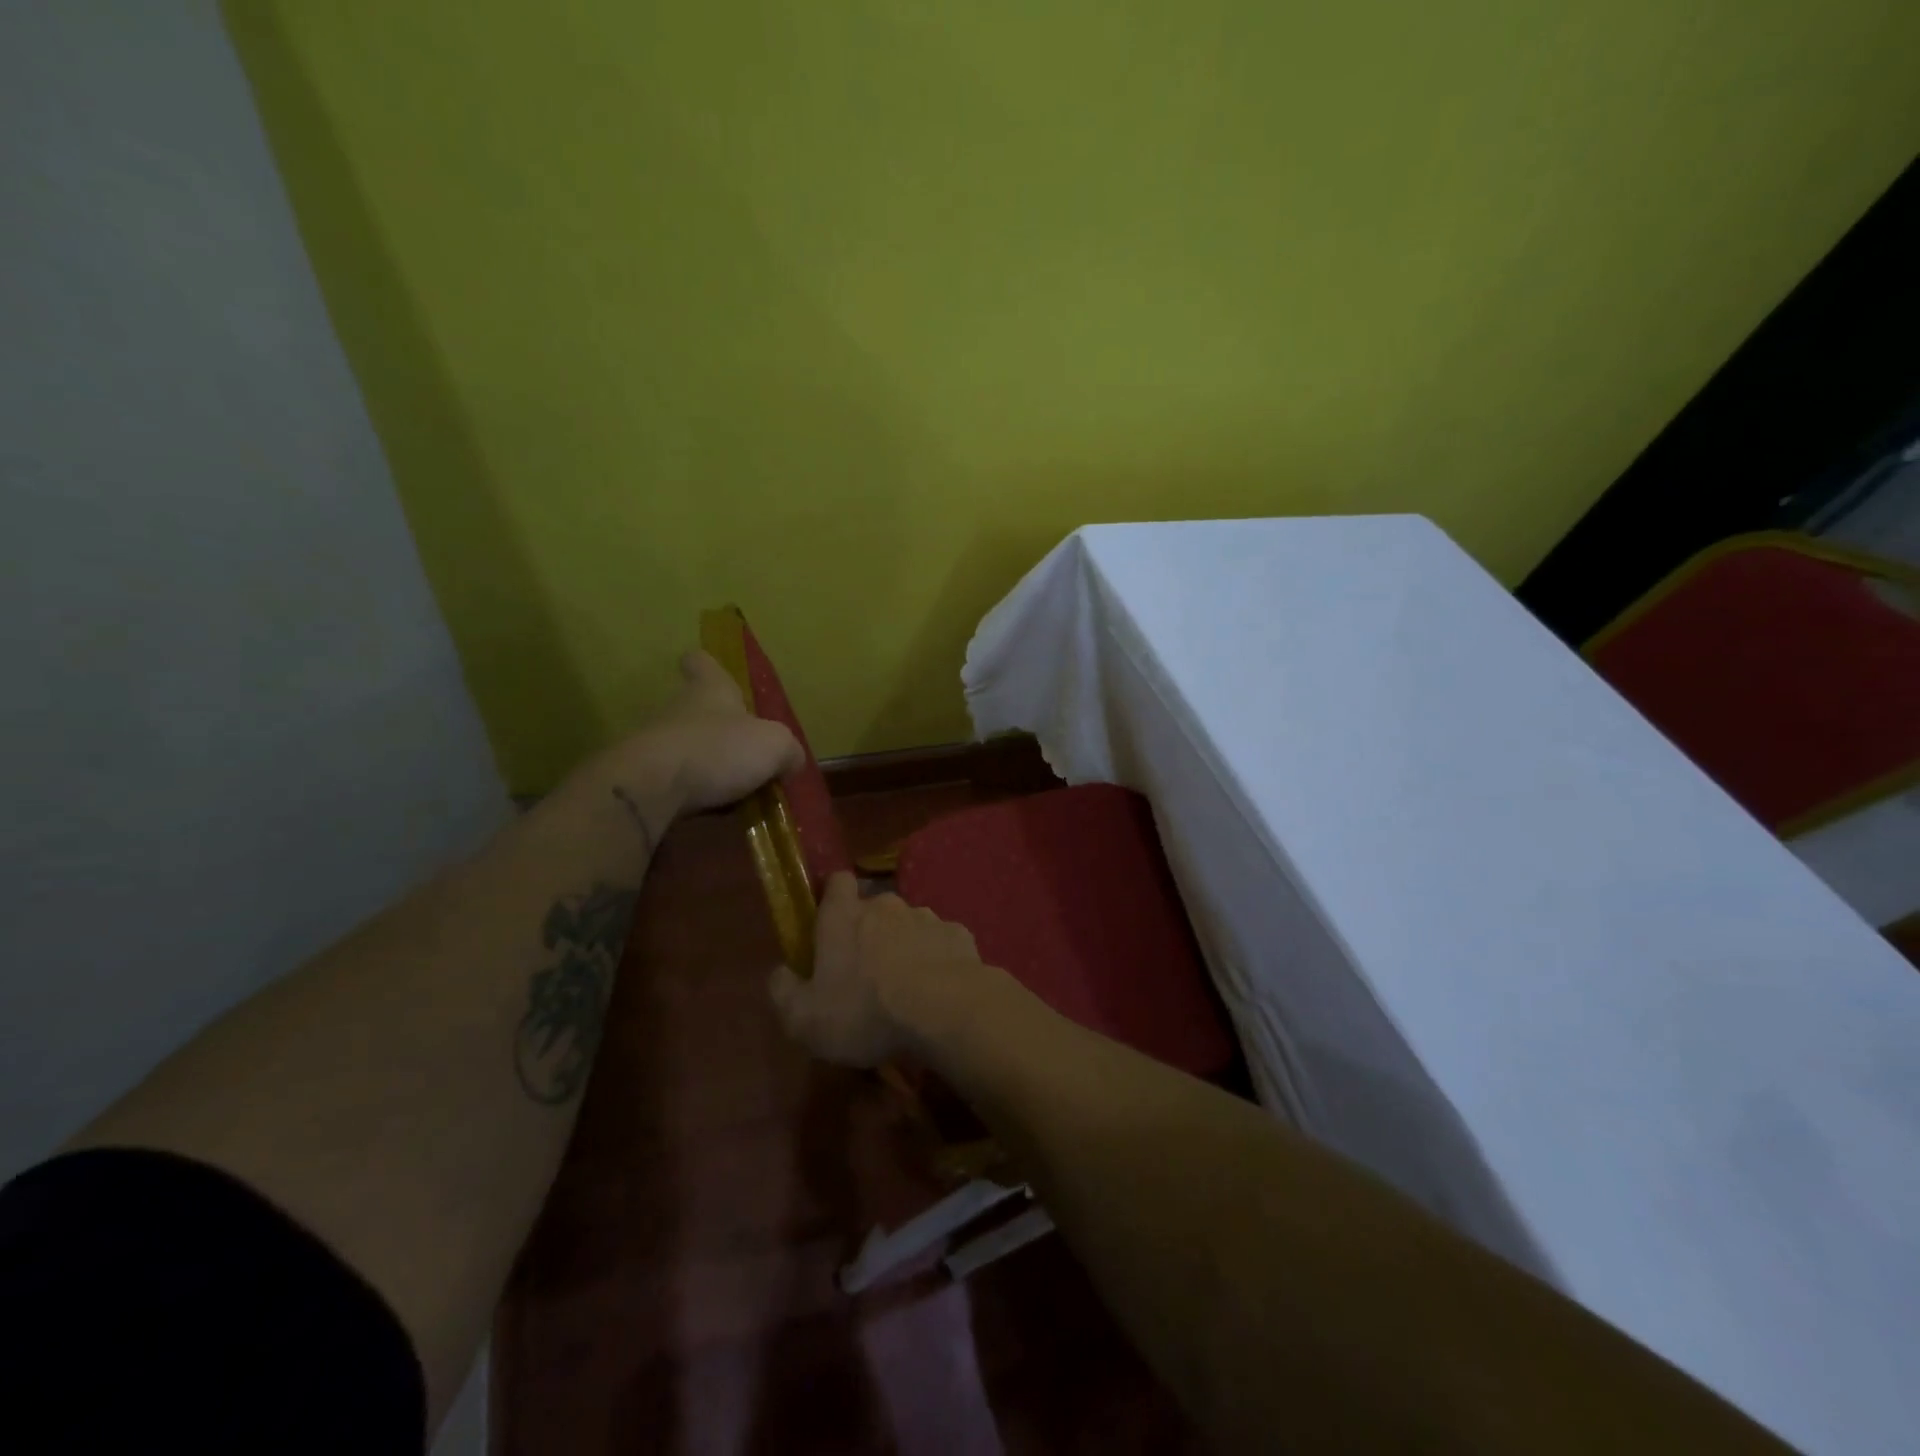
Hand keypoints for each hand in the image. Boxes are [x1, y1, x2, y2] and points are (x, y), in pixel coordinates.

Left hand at [606, 649, 804, 819]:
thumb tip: (791, 761)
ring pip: (687, 747)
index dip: (709, 666)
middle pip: (697, 709)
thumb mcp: (774, 746)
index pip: (702, 662)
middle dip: (720, 728)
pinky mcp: (644, 778)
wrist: (651, 788)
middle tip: (747, 752)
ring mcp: (656, 743)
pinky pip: (675, 781)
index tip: (716, 674)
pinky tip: (713, 811)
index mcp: (710, 690)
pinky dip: (692, 793)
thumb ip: (788, 750)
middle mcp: (679, 709)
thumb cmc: (718, 750)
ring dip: (708, 765)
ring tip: (735, 791)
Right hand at [768, 872, 987, 1067]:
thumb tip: (780, 973)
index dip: (833, 897)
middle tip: (867, 973)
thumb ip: (784, 992)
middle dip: (870, 933)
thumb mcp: (805, 1019)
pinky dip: (937, 960)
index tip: (831, 925)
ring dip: (905, 947)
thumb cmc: (865, 1011)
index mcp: (844, 917)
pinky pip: (941, 943)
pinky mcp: (958, 935)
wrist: (945, 1010)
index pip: (837, 882)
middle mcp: (886, 906)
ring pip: (910, 925)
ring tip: (907, 988)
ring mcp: (926, 917)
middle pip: (874, 908)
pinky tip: (938, 990)